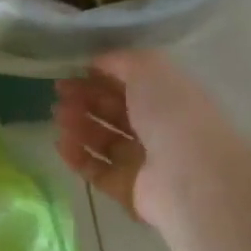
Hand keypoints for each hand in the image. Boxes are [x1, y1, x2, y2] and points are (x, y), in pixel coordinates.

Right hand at [54, 51, 245, 227]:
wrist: (191, 177)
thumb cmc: (172, 113)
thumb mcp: (148, 68)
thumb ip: (120, 60)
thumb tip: (96, 61)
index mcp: (167, 97)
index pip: (128, 83)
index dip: (99, 76)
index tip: (70, 71)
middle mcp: (157, 128)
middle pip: (113, 111)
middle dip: (84, 99)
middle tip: (58, 94)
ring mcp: (143, 161)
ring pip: (104, 140)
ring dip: (78, 125)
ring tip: (58, 116)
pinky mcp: (129, 189)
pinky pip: (98, 170)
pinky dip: (78, 157)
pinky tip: (60, 143)